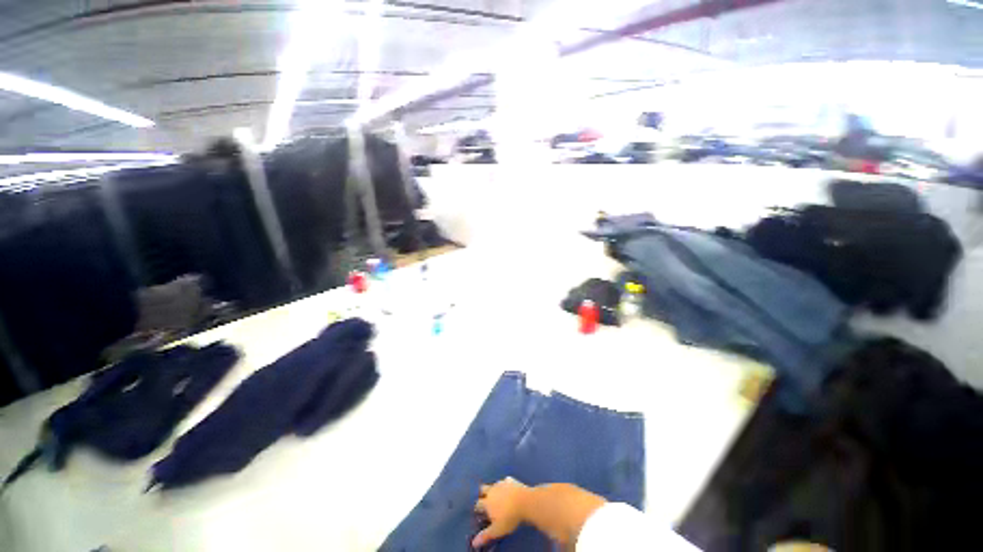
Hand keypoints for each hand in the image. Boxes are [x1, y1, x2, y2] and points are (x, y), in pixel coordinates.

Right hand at [473, 477, 528, 547]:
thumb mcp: (497, 530)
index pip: (477, 504)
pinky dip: (505, 485)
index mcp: (487, 502)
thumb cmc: (510, 517)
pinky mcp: (510, 480)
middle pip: (482, 489)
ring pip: (493, 484)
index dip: (477, 508)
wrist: (525, 502)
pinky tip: (509, 489)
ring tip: (497, 496)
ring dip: (494, 489)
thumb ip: (485, 535)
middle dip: (482, 494)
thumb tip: (474, 543)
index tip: (479, 513)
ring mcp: (501, 483)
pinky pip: (505, 481)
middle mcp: (492, 490)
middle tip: (485, 501)